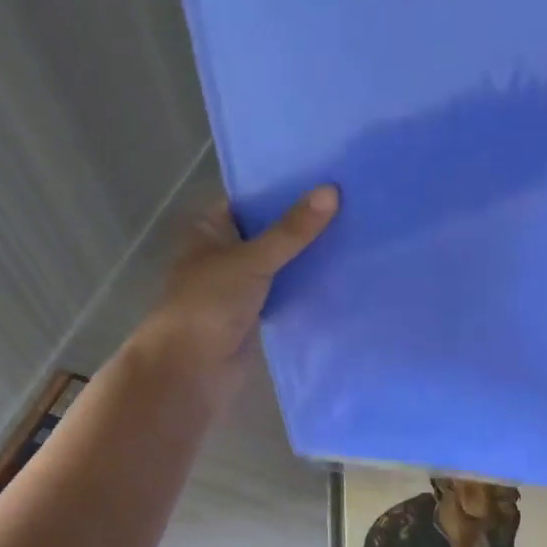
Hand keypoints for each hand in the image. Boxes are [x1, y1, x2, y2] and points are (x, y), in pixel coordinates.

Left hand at [134, 186, 337, 384]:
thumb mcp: (252, 259)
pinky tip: (339, 271)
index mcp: (210, 230)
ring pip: (279, 261)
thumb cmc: (210, 303)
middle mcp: (224, 252)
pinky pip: (285, 289)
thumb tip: (332, 190)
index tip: (324, 176)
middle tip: (349, 203)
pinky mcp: (255, 312)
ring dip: (307, 254)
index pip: (250, 199)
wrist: (192, 369)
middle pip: (268, 230)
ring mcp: (240, 284)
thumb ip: (292, 230)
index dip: (283, 188)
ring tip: (353, 231)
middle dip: (302, 222)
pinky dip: (305, 283)